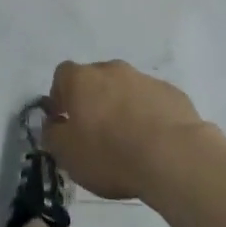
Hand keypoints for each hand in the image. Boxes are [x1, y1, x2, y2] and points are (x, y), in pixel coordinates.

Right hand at [41, 60, 216, 199]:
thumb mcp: (67, 154)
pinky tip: (155, 143)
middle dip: (94, 101)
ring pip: (126, 90)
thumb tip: (54, 124)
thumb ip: (53, 135)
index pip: (62, 76)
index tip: (64, 121)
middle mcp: (112, 70)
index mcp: (81, 79)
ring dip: (123, 108)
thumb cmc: (110, 153)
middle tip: (96, 133)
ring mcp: (145, 79)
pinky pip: (153, 102)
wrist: (173, 156)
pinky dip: (149, 116)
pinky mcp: (172, 94)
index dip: (61, 97)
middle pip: (96, 80)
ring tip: (130, 143)